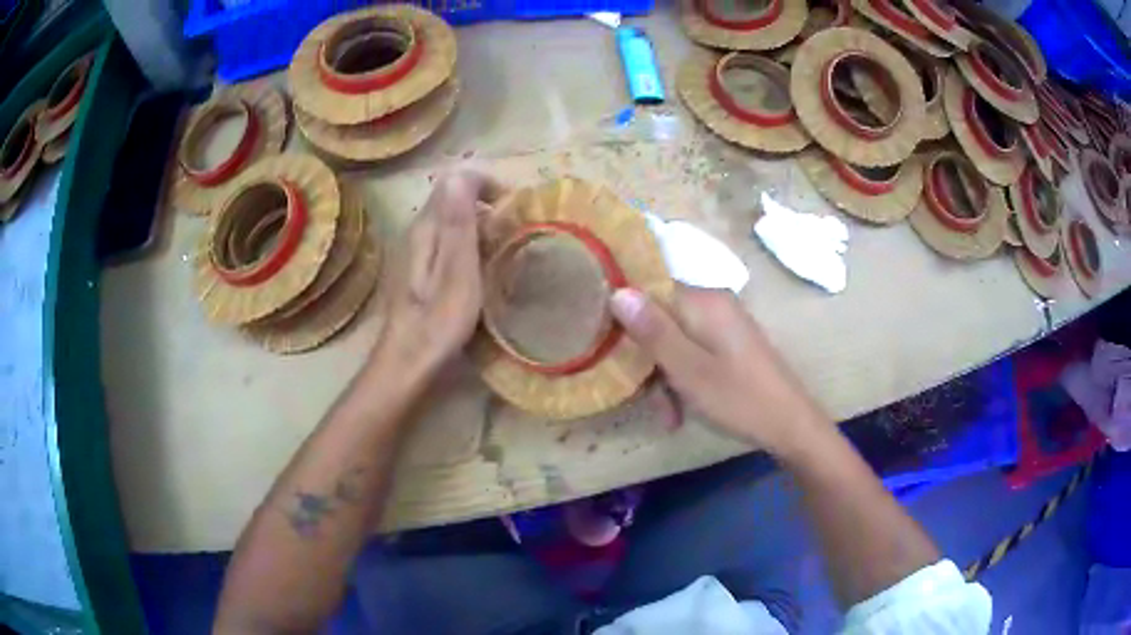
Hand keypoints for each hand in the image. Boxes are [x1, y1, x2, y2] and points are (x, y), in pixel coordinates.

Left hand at [371, 170, 499, 381]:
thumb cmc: (438, 321)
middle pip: (456, 196)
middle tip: (515, 231)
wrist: (408, 361)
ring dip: (483, 224)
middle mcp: (419, 229)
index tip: (514, 208)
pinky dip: (473, 243)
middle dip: (489, 203)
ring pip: (454, 218)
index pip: (457, 179)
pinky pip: (451, 239)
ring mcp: (419, 248)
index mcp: (427, 226)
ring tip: (505, 249)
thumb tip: (459, 173)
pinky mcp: (422, 266)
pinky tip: (484, 268)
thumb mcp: (457, 271)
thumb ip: (458, 223)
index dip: (489, 184)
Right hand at [609, 285, 828, 457]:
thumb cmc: (739, 398)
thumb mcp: (689, 370)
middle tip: (644, 398)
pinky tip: (681, 411)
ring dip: (664, 378)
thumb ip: (653, 331)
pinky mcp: (730, 345)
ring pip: (675, 341)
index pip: (647, 292)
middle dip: (648, 360)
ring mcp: (724, 325)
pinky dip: (684, 379)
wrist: (791, 425)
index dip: (625, 320)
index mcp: (703, 302)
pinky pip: (694, 353)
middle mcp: (713, 304)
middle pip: (661, 320)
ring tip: (669, 415)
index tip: (611, 353)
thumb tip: (617, 291)